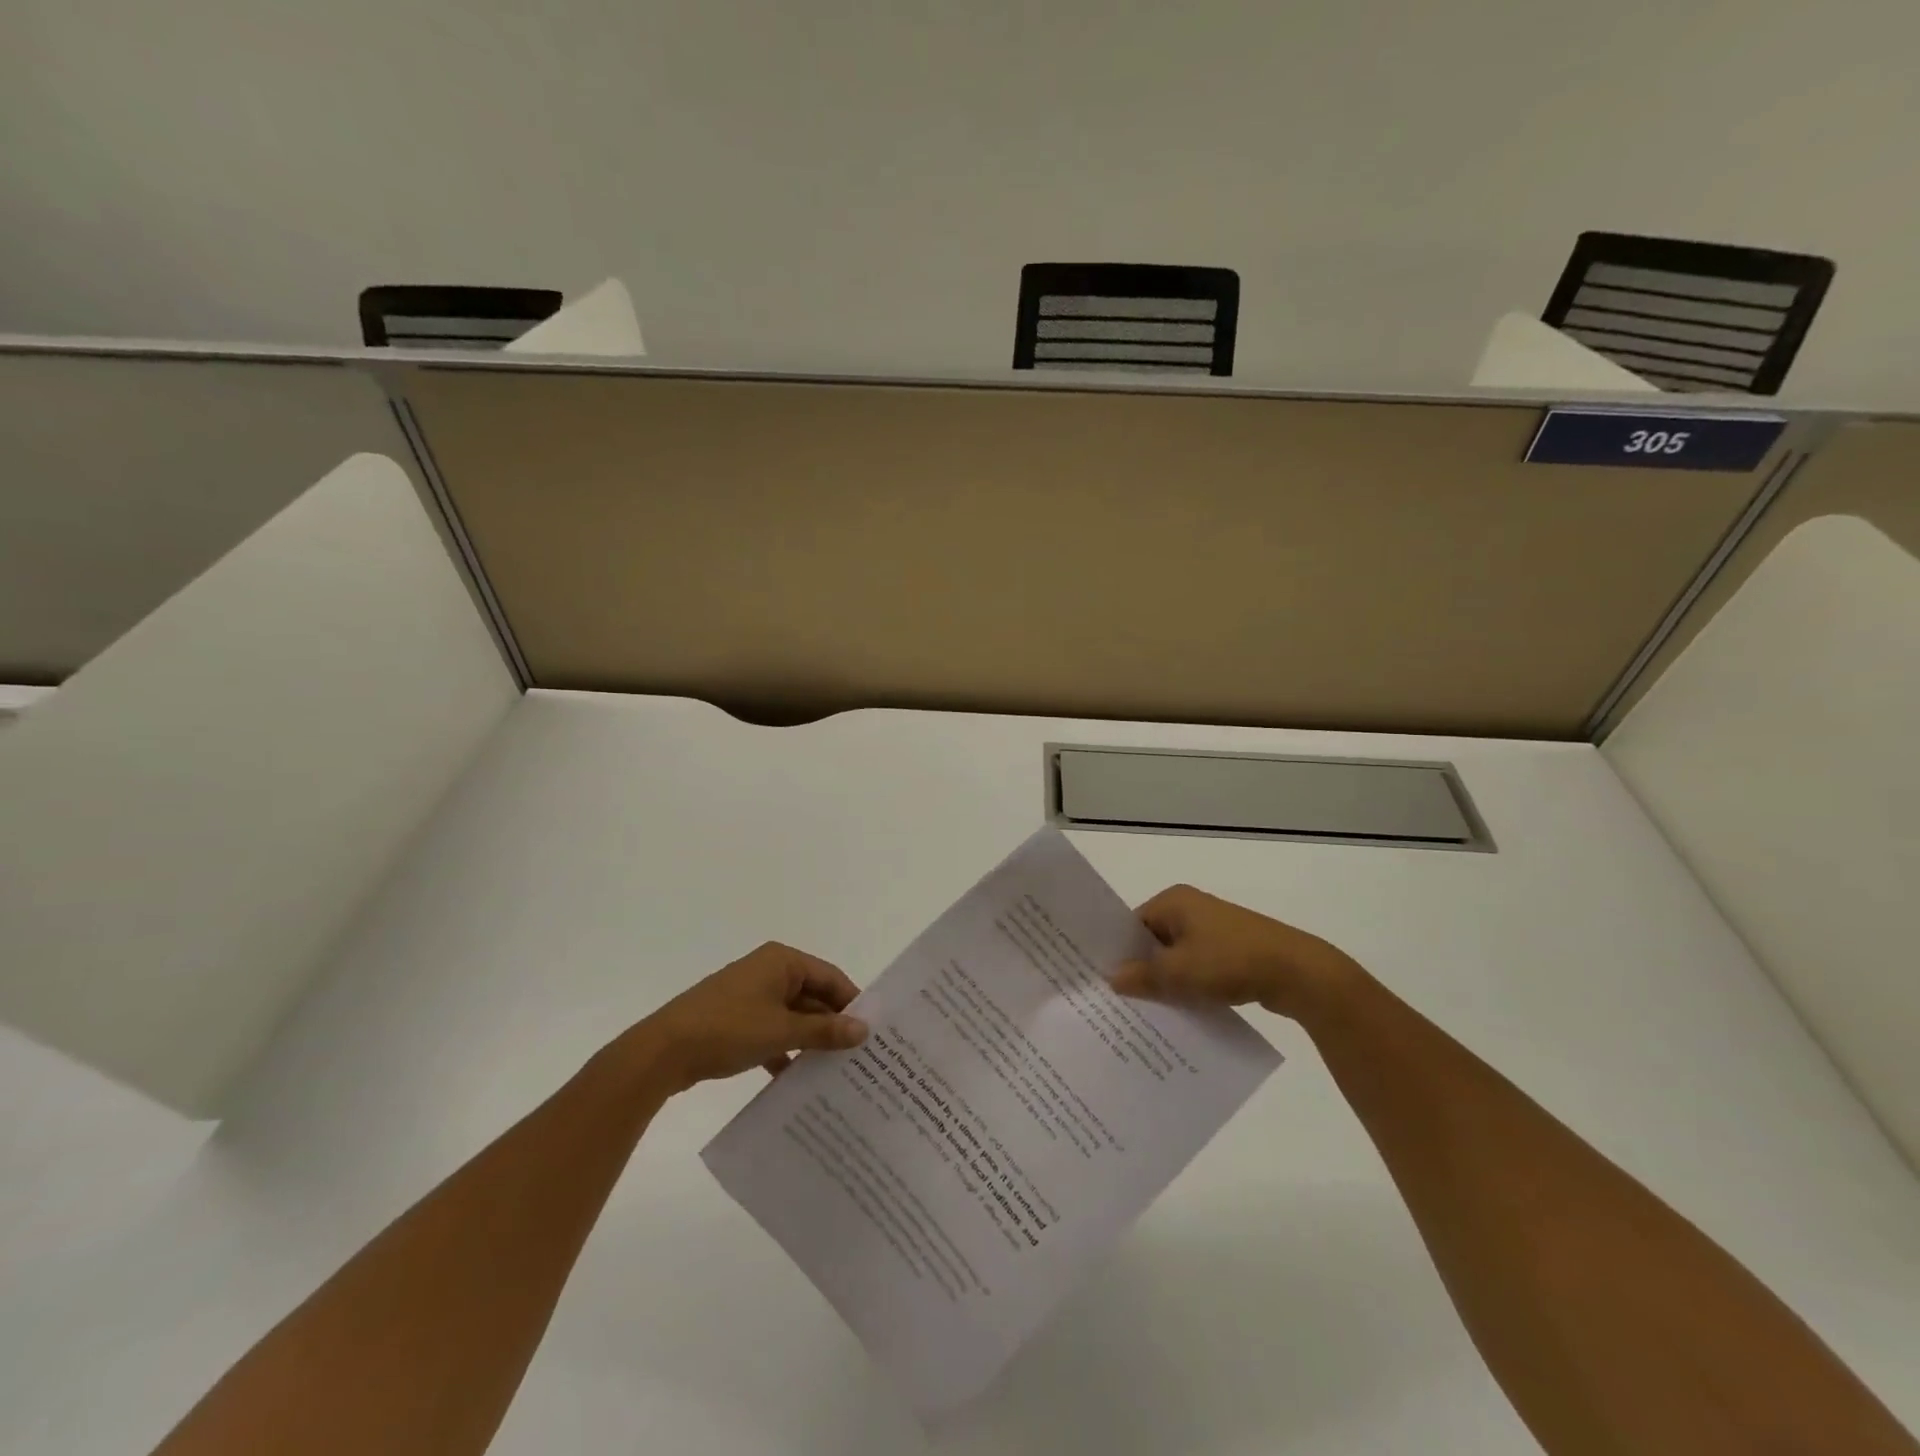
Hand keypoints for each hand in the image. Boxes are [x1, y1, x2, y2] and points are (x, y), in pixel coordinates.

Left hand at [636, 942, 868, 1092]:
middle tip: (858, 1056)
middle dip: (832, 1025)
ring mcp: (750, 995)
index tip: (873, 1033)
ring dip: (809, 1040)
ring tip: (835, 1071)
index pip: (831, 977)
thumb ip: (824, 1030)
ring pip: (792, 1016)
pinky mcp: (735, 1019)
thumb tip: (864, 1030)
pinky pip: (772, 1030)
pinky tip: (796, 1078)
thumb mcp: (782, 1030)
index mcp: (782, 961)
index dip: (852, 1003)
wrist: (662, 1052)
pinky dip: (784, 1049)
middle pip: (812, 996)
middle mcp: (769, 971)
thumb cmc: (728, 1029)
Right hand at [1110, 884, 1362, 1021]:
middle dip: (1141, 969)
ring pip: (1177, 956)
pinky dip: (1189, 984)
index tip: (1102, 980)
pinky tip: (1182, 1011)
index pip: (1132, 924)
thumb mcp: (1177, 973)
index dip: (1118, 951)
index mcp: (1174, 901)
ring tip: (1147, 1011)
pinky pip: (1198, 966)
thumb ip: (1141, 976)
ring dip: (1166, 980)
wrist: (1298, 972)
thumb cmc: (1229, 961)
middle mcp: (1192, 908)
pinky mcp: (1233, 949)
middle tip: (1120, 1000)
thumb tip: (1111, 978)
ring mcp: (1215, 928)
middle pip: (1153, 940)